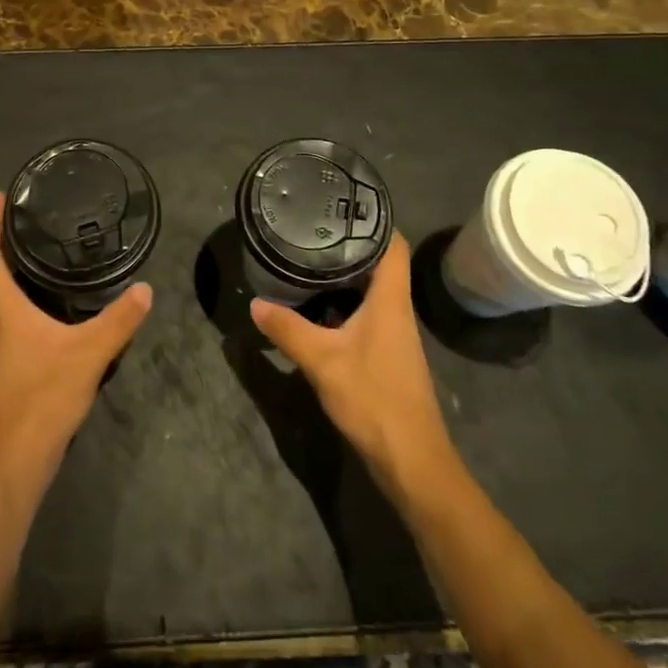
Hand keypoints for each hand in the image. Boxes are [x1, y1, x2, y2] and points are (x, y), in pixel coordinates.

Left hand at [0, 197, 152, 500]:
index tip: (0, 198)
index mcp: (1, 309)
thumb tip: (145, 288)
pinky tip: (36, 304)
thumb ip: (118, 321)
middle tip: (15, 217)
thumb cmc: (41, 400)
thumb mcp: (88, 355)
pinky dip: (9, 295)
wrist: (10, 464)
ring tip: (26, 251)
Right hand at [249, 233, 455, 496]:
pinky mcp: (388, 356)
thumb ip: (288, 330)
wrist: (412, 461)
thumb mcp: (322, 361)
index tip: (344, 206)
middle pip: (381, 264)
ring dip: (347, 276)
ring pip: (373, 291)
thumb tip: (256, 303)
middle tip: (313, 229)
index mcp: (391, 300)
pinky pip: (368, 314)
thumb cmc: (374, 399)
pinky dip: (346, 303)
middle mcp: (397, 310)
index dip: (376, 220)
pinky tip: (319, 308)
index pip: (394, 245)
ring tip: (310, 260)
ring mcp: (395, 335)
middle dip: (351, 245)